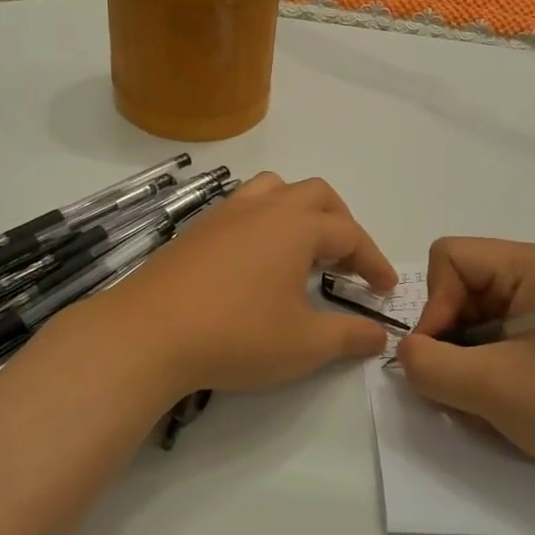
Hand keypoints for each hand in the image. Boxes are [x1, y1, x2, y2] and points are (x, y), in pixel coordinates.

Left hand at [74, 173, 398, 404]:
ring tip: (302, 248)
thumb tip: (379, 336)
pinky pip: (241, 207)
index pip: (349, 234)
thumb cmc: (236, 335)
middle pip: (316, 194)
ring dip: (298, 211)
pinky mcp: (195, 230)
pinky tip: (255, 260)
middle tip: (347, 261)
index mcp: (296, 226)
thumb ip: (348, 337)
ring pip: (273, 190)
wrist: (148, 333)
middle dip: (341, 222)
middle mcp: (263, 208)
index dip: (373, 261)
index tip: (386, 289)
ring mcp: (224, 214)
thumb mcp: (303, 345)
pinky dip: (263, 221)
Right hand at [394, 238, 534, 478]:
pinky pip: (499, 335)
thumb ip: (430, 366)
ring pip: (476, 315)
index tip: (445, 356)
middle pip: (460, 285)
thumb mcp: (493, 387)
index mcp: (528, 264)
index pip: (448, 258)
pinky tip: (508, 398)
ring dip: (467, 356)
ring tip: (487, 397)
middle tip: (463, 384)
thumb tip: (408, 354)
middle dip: (449, 335)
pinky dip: (489, 365)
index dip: (434, 305)